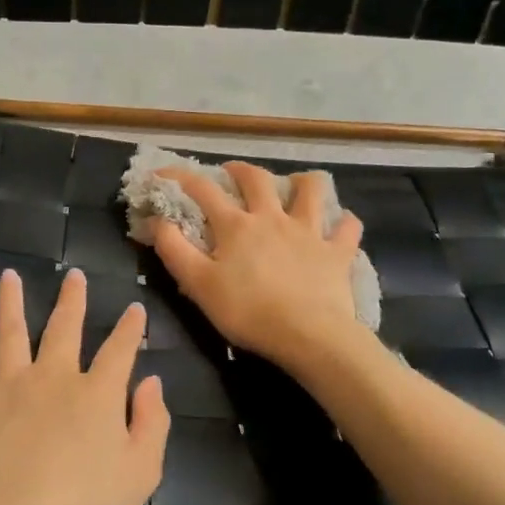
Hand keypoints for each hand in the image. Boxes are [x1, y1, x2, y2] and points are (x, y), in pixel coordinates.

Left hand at [0, 267, 169, 504]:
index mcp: (98, 395)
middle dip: (73, 301)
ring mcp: (9, 384)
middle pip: (65, 329)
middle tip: (74, 276)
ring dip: (12, 301)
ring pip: (11, 331)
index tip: (134, 308)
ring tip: (9, 276)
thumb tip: (152, 383)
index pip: (120, 351)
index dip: (129, 329)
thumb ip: (152, 425)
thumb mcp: (140, 476)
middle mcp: (55, 377)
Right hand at [152, 162, 365, 371]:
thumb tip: (157, 221)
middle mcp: (273, 218)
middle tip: (232, 173)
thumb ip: (175, 250)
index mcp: (236, 226)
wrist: (308, 334)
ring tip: (294, 186)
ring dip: (301, 182)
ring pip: (311, 190)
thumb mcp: (198, 285)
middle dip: (241, 170)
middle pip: (257, 179)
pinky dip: (343, 223)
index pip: (203, 191)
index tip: (162, 174)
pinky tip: (338, 225)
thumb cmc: (248, 312)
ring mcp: (309, 232)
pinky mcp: (337, 252)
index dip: (180, 178)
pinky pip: (347, 228)